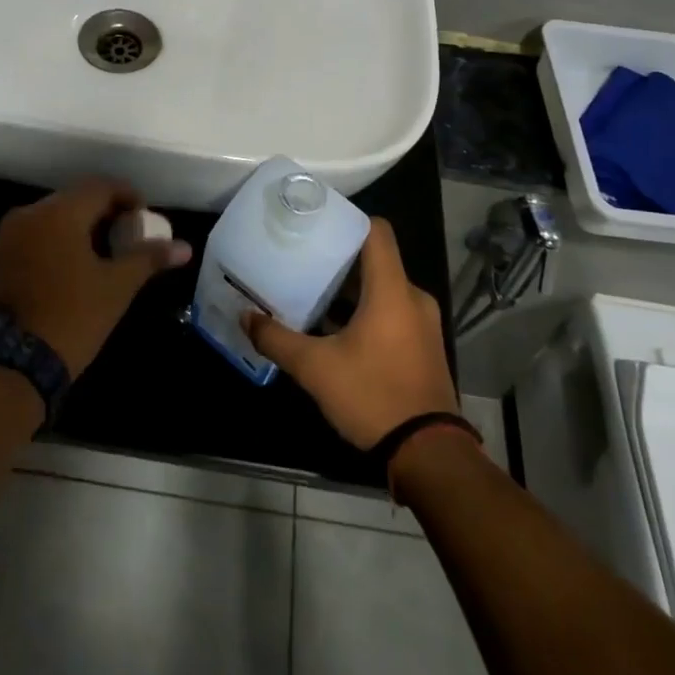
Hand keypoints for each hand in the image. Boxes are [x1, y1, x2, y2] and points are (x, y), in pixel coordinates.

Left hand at [0, 178, 192, 378]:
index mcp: (60, 212)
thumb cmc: (72, 316)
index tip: (144, 218)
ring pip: (54, 216)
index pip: (101, 186)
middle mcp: (30, 213)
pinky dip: (58, 240)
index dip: (128, 196)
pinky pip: (36, 234)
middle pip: (75, 198)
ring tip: (104, 254)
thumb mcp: (117, 287)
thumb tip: (185, 248)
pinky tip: (75, 266)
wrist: (12, 363)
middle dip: (104, 212)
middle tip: (128, 237)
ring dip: (80, 227)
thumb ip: (149, 258)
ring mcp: (9, 235)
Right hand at [242, 219, 457, 448]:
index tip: (315, 221)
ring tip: (311, 290)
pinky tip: (334, 328)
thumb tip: (245, 317)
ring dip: (350, 289)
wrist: (429, 455)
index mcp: (392, 290)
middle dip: (339, 257)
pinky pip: (392, 312)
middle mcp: (412, 298)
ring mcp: (422, 323)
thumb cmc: (373, 396)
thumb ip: (277, 339)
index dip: (347, 219)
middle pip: (375, 259)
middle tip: (302, 257)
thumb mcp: (315, 369)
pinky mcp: (422, 346)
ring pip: (383, 288)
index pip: (376, 231)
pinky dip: (365, 311)